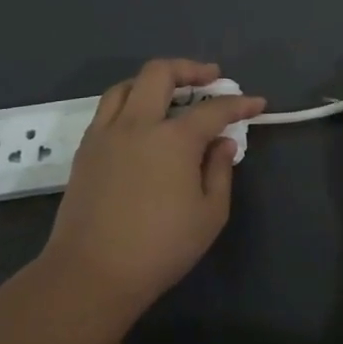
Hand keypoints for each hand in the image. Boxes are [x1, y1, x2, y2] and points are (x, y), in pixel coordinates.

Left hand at [41, 59, 263, 325]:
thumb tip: (221, 144)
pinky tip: (142, 121)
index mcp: (174, 139)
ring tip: (172, 92)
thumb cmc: (159, 248)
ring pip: (127, 85)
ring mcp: (106, 134)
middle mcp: (138, 125)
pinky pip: (108, 109)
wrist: (90, 275)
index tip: (256, 104)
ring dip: (154, 81)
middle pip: (160, 73)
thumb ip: (220, 171)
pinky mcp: (85, 150)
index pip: (214, 109)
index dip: (239, 104)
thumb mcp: (210, 214)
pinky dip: (130, 102)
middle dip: (190, 69)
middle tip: (211, 78)